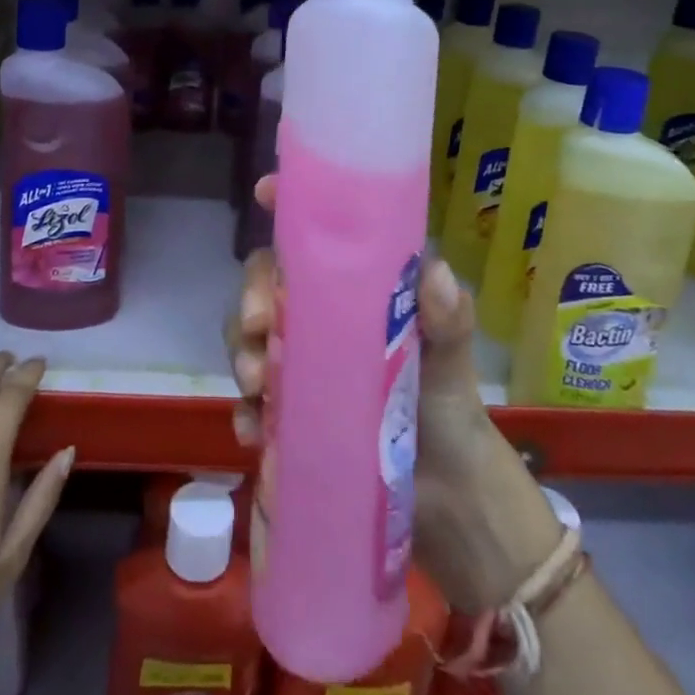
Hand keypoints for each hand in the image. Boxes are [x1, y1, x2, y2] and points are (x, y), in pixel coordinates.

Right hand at [228, 177, 560, 612]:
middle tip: (260, 325)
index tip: (264, 193)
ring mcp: (300, 369)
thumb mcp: (451, 362)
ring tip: (257, 384)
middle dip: (252, 296)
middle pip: (267, 287)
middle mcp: (319, 322)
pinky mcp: (288, 416)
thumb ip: (448, 320)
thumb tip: (435, 273)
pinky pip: (251, 403)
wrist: (449, 501)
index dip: (285, 208)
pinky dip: (245, 413)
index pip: (313, 240)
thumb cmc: (449, 411)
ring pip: (251, 340)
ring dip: (243, 353)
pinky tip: (252, 430)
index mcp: (354, 295)